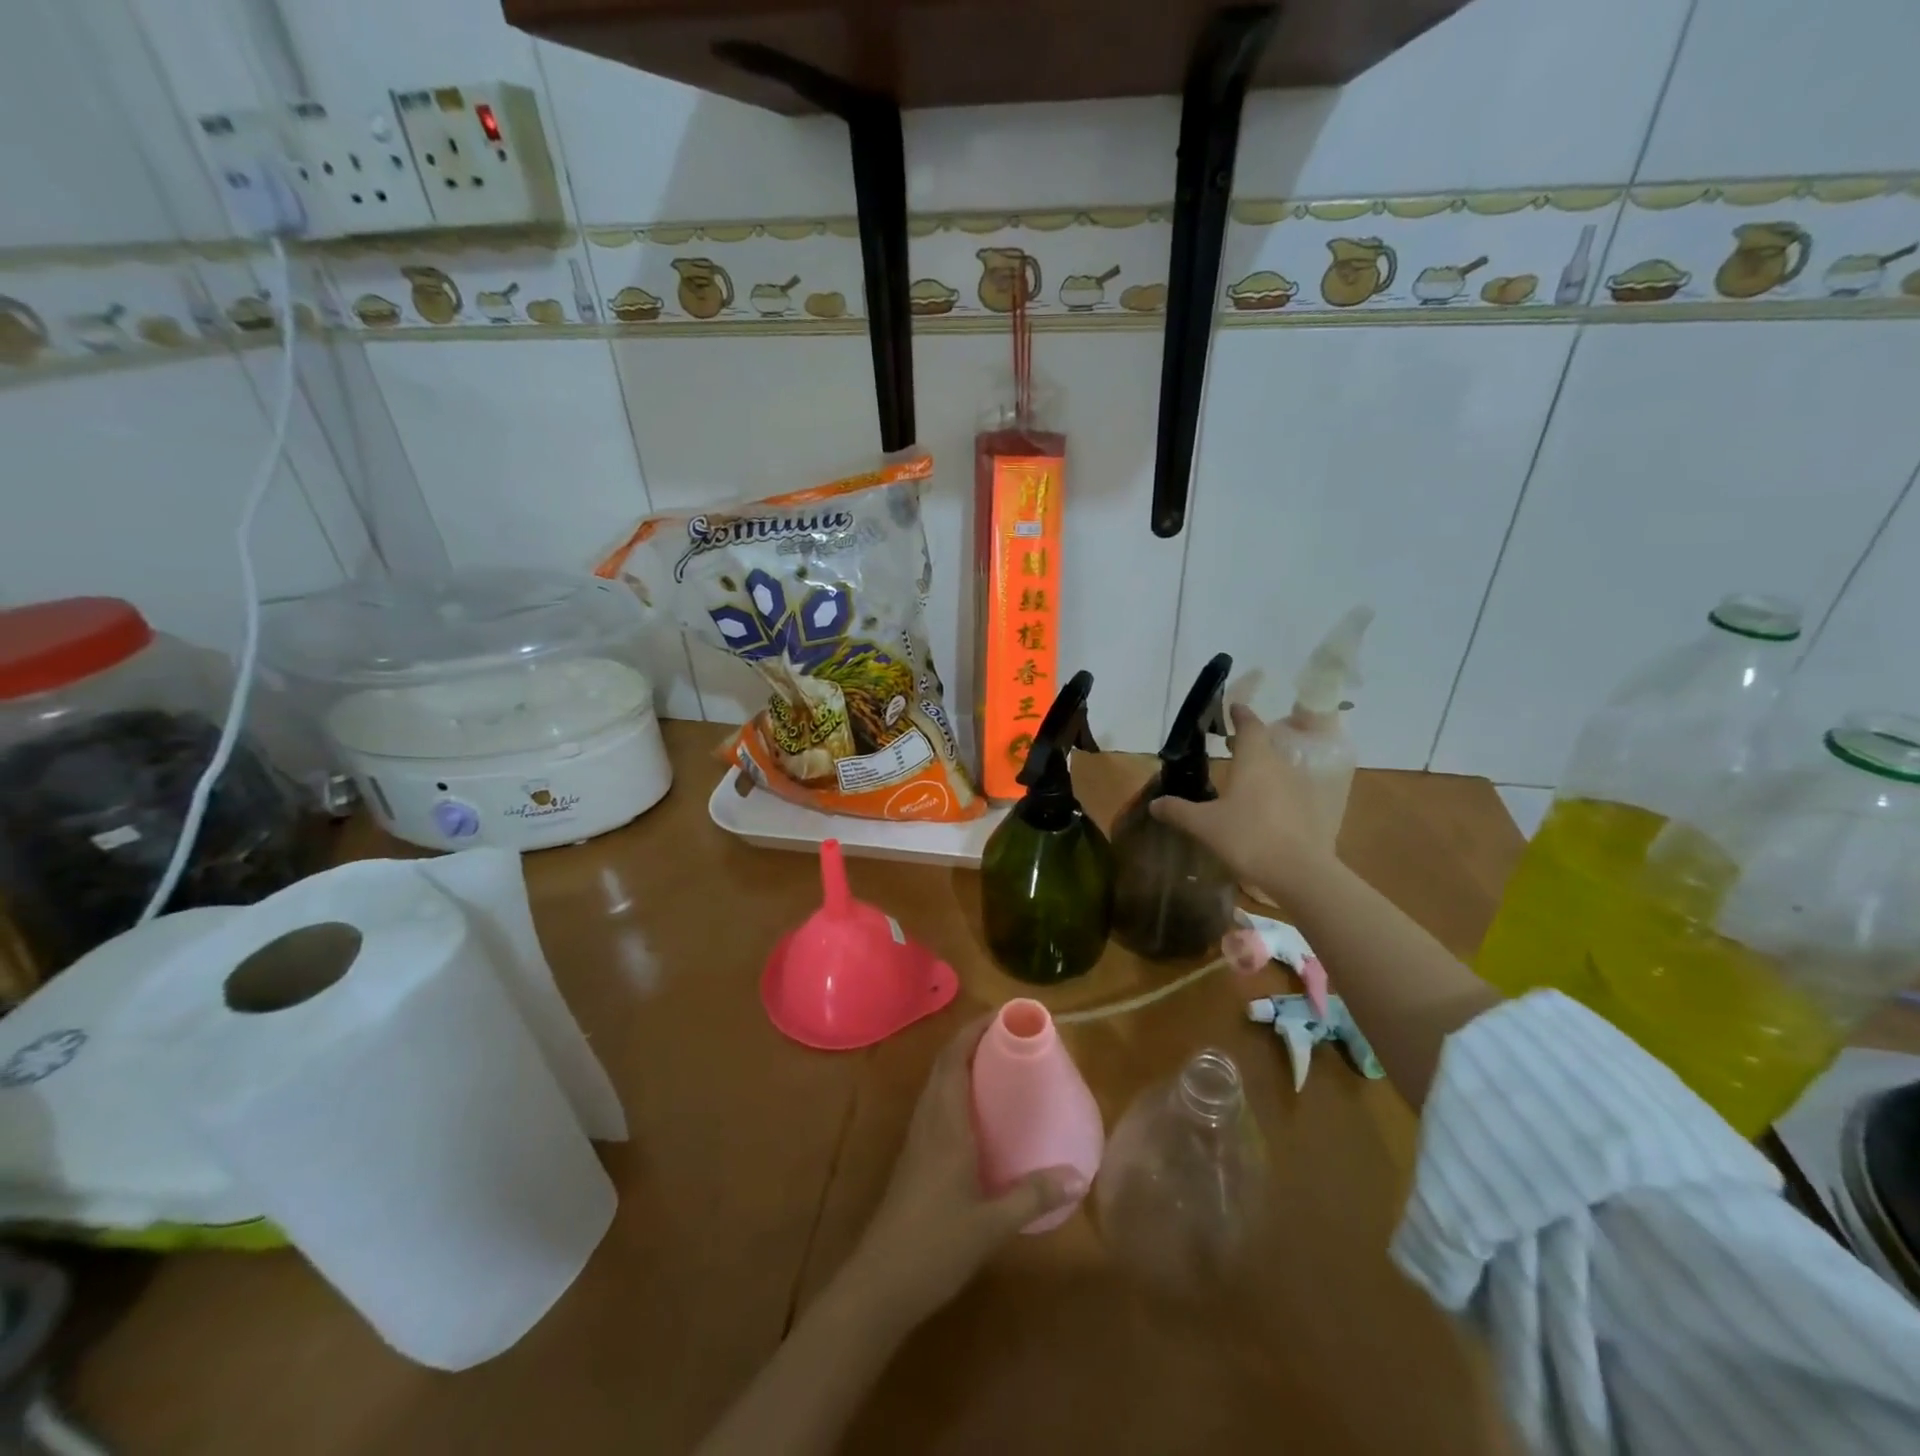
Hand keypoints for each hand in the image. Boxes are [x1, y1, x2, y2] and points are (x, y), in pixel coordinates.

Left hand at [843, 1016, 1084, 1327]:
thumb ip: (1034, 1196)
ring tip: (996, 1061)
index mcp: (945, 1122)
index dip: (974, 1030)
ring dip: (960, 1061)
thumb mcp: (993, 1223)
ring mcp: (916, 1137)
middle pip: (944, 1063)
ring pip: (936, 1082)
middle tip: (1008, 1034)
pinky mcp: (913, 1156)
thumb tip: (1079, 1176)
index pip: (954, 1058)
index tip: (1003, 1015)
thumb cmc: (936, 1245)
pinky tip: (976, 1111)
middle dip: (971, 1039)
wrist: (881, 1283)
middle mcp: (928, 1119)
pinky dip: (954, 1088)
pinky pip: (934, 1104)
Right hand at [1149, 703, 1329, 894]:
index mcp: (1254, 760)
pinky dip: (1272, 790)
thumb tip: (1154, 804)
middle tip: (1228, 744)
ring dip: (1261, 767)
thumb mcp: (1204, 825)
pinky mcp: (1309, 810)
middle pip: (1265, 745)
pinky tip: (1260, 808)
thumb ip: (1178, 811)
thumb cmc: (1247, 837)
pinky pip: (1287, 790)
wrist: (1299, 872)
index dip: (1241, 715)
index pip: (1250, 725)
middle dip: (1247, 742)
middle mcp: (1280, 765)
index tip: (1233, 708)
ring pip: (1278, 767)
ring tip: (1241, 777)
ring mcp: (1299, 787)